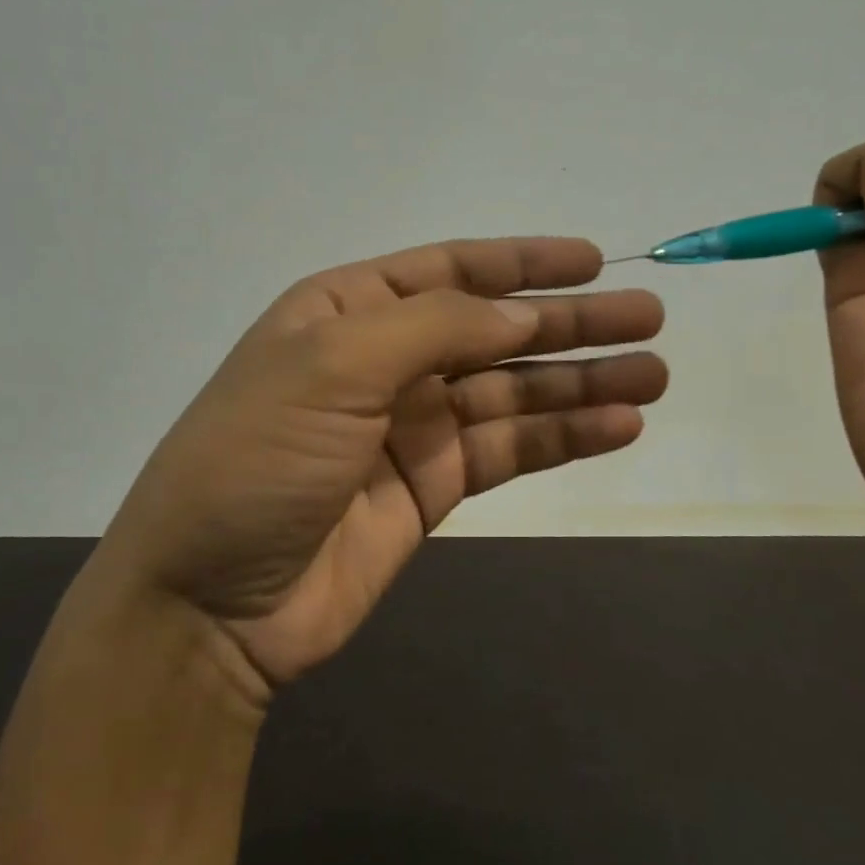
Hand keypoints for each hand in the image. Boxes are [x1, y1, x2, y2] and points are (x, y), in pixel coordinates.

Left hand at [104, 238, 665, 696]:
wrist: (210, 602)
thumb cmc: (259, 458)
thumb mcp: (333, 365)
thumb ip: (434, 328)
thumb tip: (522, 314)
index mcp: (348, 313)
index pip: (450, 271)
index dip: (523, 263)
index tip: (593, 262)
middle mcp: (384, 361)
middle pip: (495, 332)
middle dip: (571, 324)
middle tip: (649, 319)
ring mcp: (411, 427)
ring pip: (512, 393)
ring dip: (581, 383)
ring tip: (653, 374)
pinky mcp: (432, 488)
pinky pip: (508, 451)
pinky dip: (561, 439)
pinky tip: (618, 427)